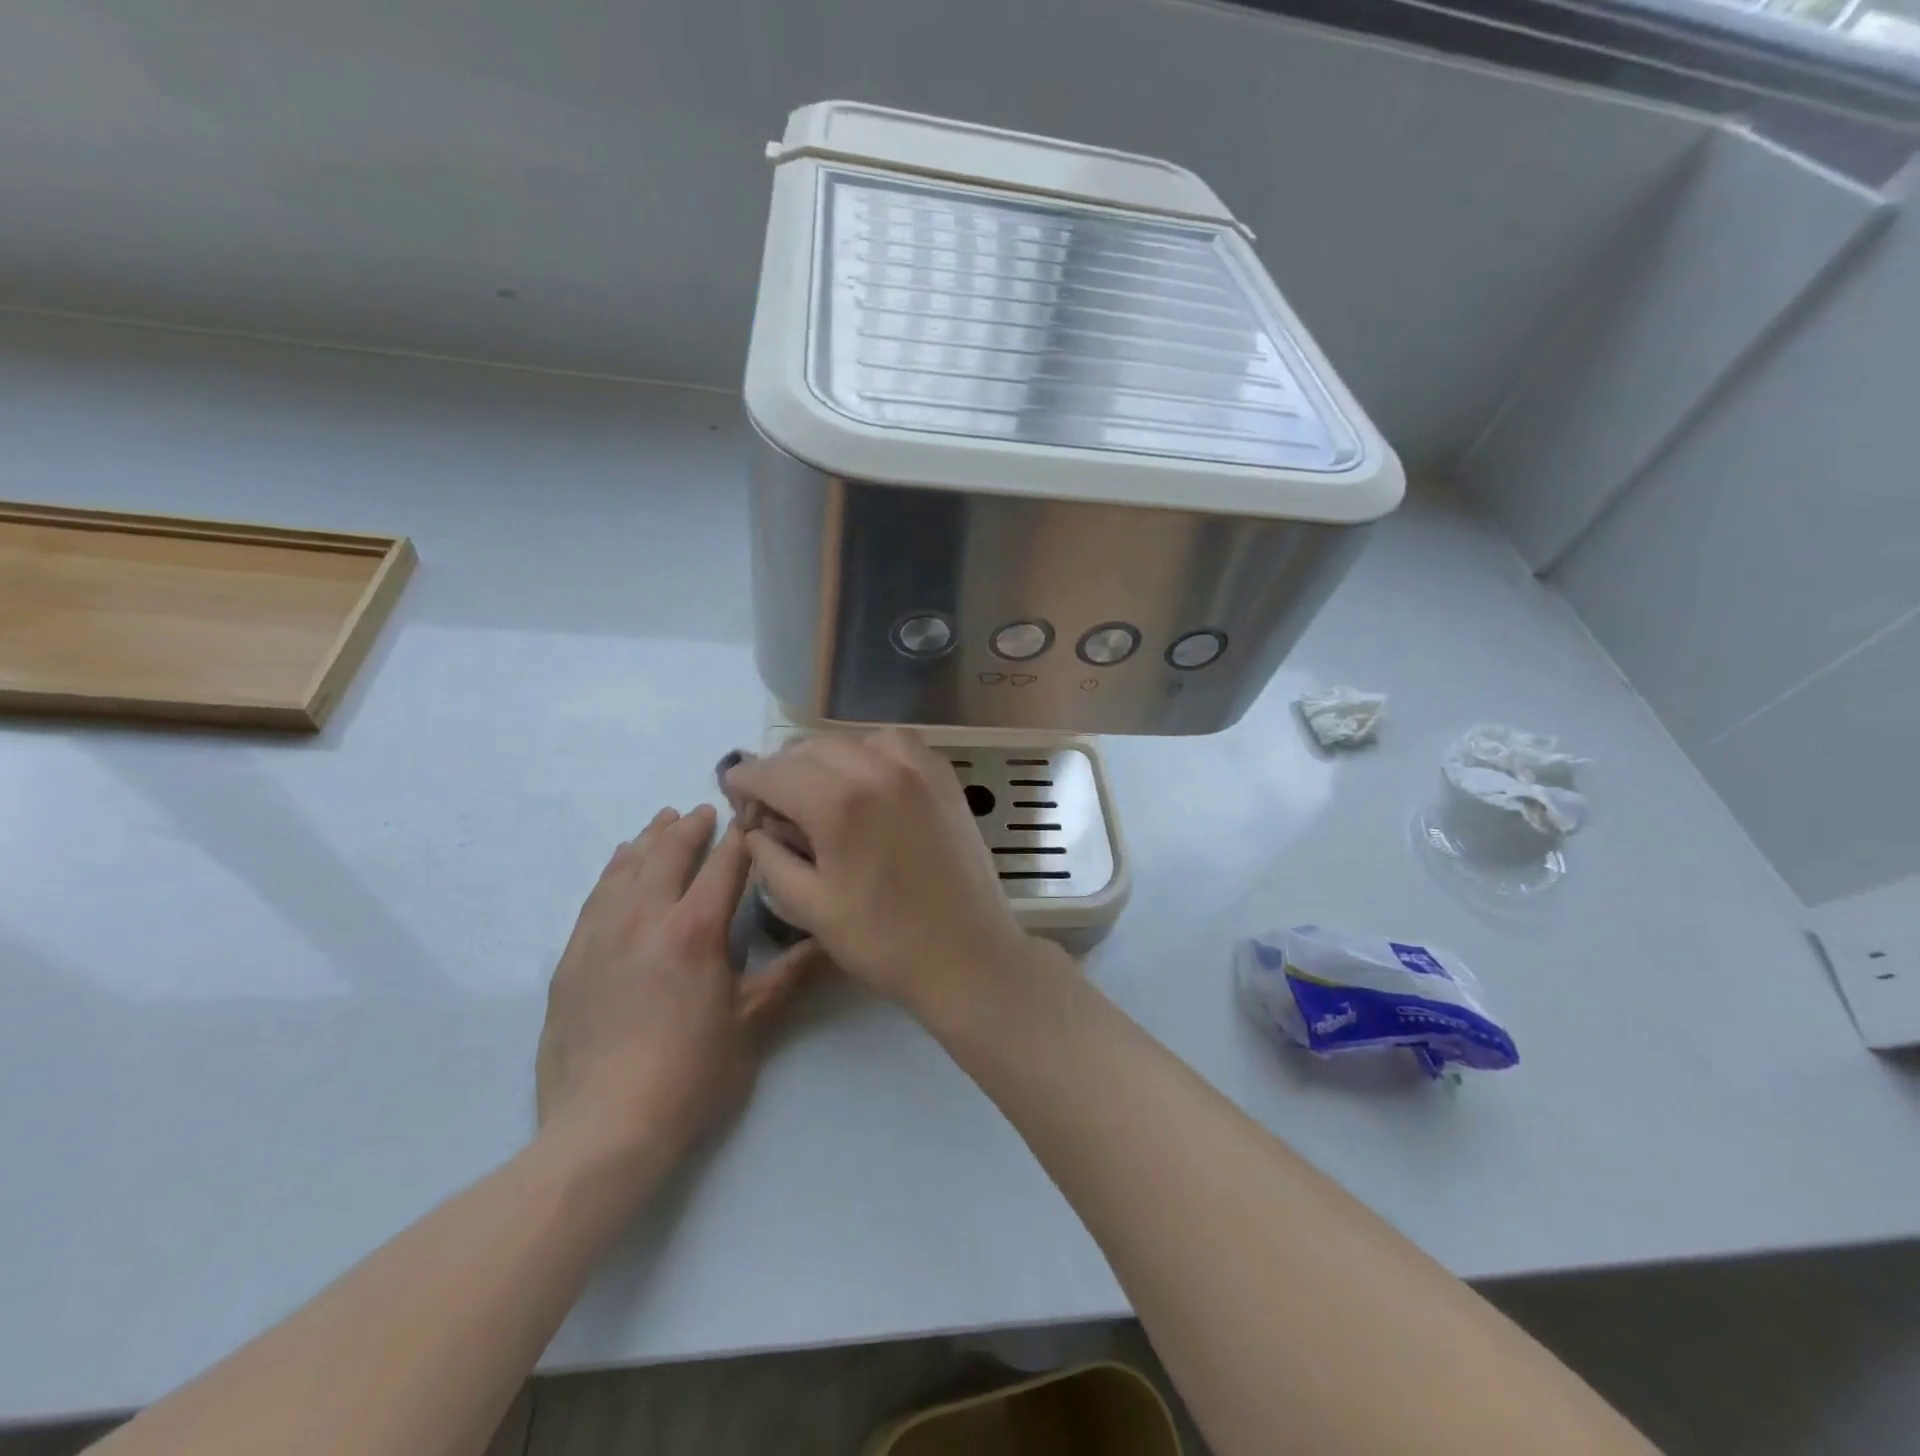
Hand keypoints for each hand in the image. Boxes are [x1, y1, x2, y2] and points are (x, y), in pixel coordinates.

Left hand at [536, 805, 821, 1173]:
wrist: (602, 1130)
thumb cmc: (690, 1076)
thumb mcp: (753, 1024)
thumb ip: (792, 974)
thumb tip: (832, 940)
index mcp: (695, 929)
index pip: (724, 864)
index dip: (741, 835)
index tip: (752, 814)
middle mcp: (645, 918)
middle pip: (667, 853)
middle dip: (690, 827)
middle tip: (705, 810)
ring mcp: (601, 936)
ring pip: (625, 868)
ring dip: (648, 839)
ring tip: (663, 822)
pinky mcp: (571, 959)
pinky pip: (594, 897)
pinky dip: (612, 870)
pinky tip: (619, 864)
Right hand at [723, 730, 1049, 1018]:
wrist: (966, 954)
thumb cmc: (882, 940)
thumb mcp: (808, 906)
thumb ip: (770, 856)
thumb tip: (757, 826)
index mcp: (839, 802)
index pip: (775, 772)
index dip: (745, 779)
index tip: (732, 788)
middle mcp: (879, 768)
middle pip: (812, 749)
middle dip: (783, 770)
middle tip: (772, 801)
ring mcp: (918, 768)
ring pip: (854, 740)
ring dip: (826, 758)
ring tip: (818, 790)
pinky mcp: (944, 777)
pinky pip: (897, 745)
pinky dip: (871, 753)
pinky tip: (866, 782)